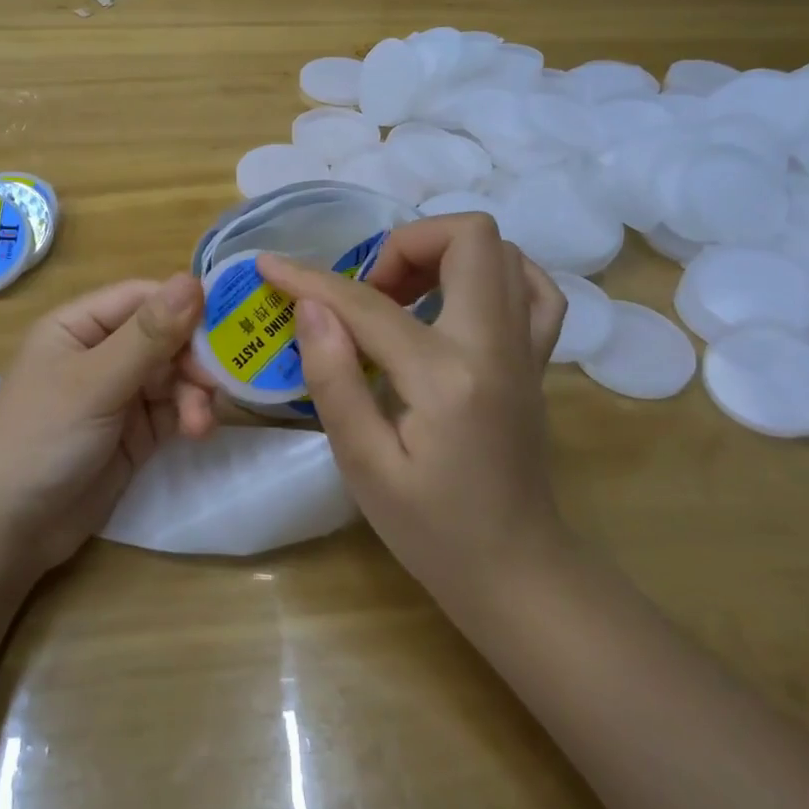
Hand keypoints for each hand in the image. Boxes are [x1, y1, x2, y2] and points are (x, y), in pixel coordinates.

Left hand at [0, 275, 219, 574]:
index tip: (228, 321)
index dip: (185, 305)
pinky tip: (197, 431)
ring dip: (194, 393)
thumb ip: (148, 336)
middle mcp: (101, 352)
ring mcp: (119, 394)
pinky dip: (190, 416)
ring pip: (174, 375)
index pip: (144, 298)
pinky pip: (173, 410)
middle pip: (166, 337)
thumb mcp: (94, 383)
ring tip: (199, 423)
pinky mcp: (134, 432)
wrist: (8, 530)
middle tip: (215, 382)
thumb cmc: (41, 439)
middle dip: (193, 359)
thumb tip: (194, 280)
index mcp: (80, 326)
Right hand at [256, 216, 568, 607]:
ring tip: (403, 295)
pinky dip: (494, 273)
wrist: (516, 571)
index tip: (271, 264)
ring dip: (443, 253)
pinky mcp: (537, 359)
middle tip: (366, 292)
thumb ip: (335, 379)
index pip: (369, 304)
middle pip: (467, 237)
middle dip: (402, 246)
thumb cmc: (431, 532)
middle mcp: (496, 345)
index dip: (311, 278)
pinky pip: (535, 286)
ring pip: (502, 250)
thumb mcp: (364, 466)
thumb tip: (311, 307)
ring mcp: (527, 348)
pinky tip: (458, 300)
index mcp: (445, 377)